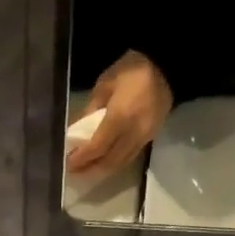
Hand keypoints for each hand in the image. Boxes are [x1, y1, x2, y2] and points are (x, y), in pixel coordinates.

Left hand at [66, 50, 172, 177]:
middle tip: (73, 170)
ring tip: (86, 169)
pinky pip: (129, 157)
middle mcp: (133, 133)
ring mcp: (144, 137)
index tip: (67, 163)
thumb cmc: (132, 69)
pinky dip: (114, 163)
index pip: (97, 147)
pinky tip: (103, 161)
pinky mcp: (150, 138)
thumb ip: (90, 110)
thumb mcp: (105, 84)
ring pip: (120, 164)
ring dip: (101, 170)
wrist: (167, 65)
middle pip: (109, 162)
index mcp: (120, 117)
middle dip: (89, 169)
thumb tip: (76, 132)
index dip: (81, 158)